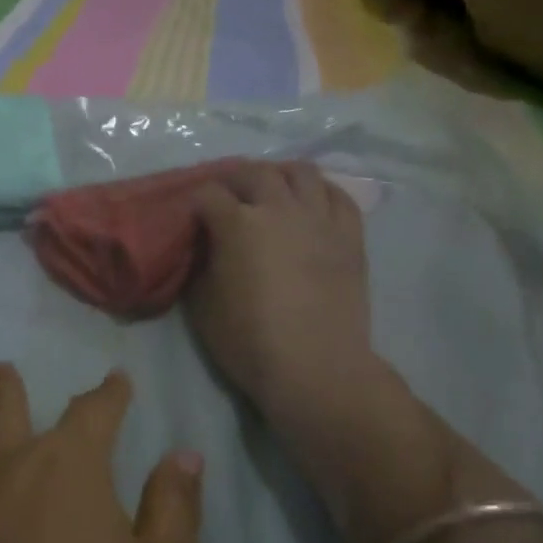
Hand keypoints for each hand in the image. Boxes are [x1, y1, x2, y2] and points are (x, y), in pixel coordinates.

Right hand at [185, 161, 377, 431]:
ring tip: (272, 189)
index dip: (195, 202)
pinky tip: (312, 202)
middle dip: (234, 179)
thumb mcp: (202, 305)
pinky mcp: (350, 236)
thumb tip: (205, 248)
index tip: (193, 216)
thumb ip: (201, 265)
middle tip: (227, 196)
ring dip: (280, 174)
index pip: (208, 194)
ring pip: (301, 172)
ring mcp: (319, 219)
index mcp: (238, 223)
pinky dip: (322, 192)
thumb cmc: (250, 341)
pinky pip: (339, 197)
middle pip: (253, 172)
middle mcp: (279, 209)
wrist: (316, 369)